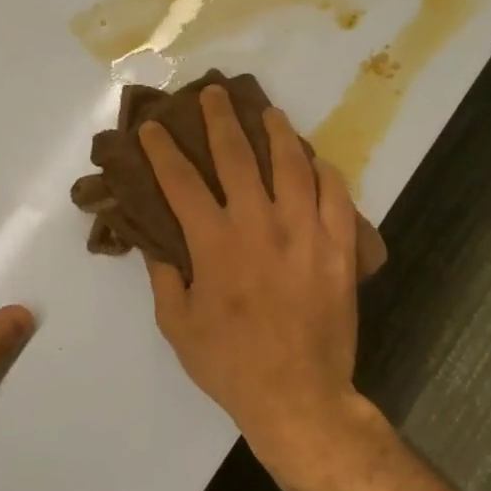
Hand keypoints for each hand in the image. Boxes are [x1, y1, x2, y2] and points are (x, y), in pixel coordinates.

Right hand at [140, 85, 361, 455]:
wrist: (299, 396)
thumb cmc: (229, 363)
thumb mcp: (178, 325)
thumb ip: (165, 275)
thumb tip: (153, 240)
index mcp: (214, 242)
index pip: (180, 181)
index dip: (162, 150)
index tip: (152, 127)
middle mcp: (258, 223)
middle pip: (236, 155)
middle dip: (219, 119)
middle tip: (212, 93)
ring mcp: (304, 231)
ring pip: (291, 164)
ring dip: (276, 131)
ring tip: (267, 112)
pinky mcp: (339, 246)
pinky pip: (336, 195)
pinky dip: (324, 171)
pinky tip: (314, 160)